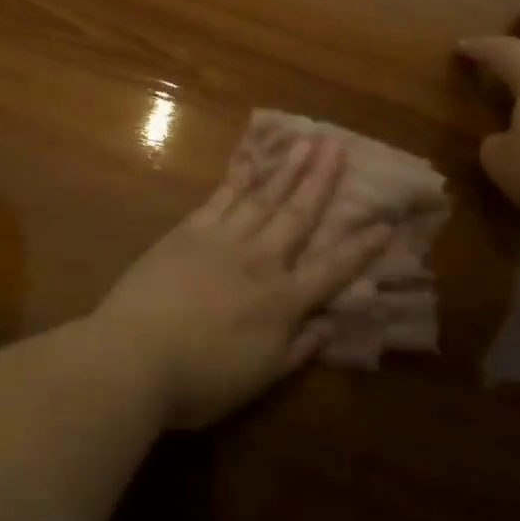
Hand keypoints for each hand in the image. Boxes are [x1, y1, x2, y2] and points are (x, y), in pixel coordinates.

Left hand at [95, 137, 391, 429]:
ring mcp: (223, 240)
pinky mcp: (189, 231)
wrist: (134, 357)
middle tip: (340, 147)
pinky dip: (239, 176)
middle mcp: (260, 261)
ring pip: (264, 197)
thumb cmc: (199, 380)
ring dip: (288, 168)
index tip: (385, 223)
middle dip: (322, 181)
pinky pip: (221, 197)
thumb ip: (299, 349)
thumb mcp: (260, 377)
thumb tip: (331, 324)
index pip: (332, 269)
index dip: (361, 248)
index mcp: (282, 301)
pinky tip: (252, 159)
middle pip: (298, 215)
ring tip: (307, 140)